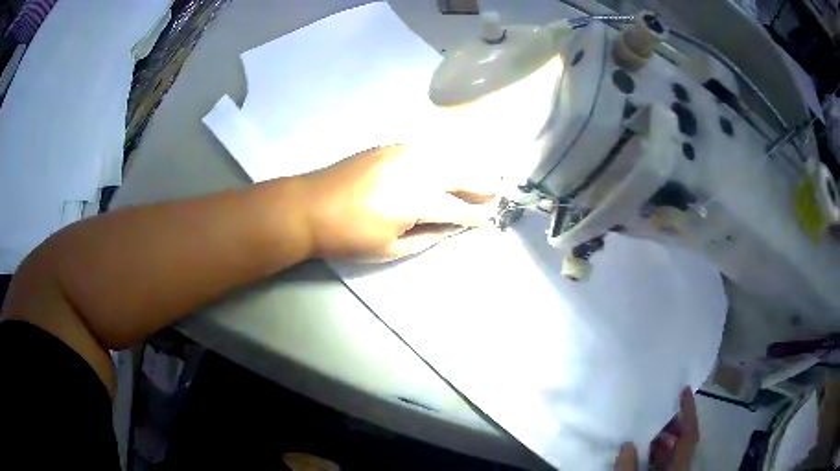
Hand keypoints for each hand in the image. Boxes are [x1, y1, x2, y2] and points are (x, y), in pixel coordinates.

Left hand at [301, 145, 495, 261]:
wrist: (310, 206)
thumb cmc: (348, 236)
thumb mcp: (390, 249)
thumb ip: (427, 237)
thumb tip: (451, 227)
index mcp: (417, 202)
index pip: (460, 208)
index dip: (477, 214)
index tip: (489, 217)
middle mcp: (417, 171)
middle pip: (461, 174)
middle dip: (481, 185)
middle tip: (492, 193)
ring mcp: (403, 153)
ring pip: (447, 156)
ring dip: (465, 167)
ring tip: (475, 179)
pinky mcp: (389, 145)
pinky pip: (426, 148)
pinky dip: (442, 156)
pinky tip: (444, 164)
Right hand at [614, 388, 698, 470]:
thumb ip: (629, 468)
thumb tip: (627, 444)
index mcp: (678, 467)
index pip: (689, 435)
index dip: (689, 412)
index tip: (684, 390)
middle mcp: (678, 467)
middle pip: (682, 440)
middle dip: (671, 424)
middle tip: (657, 409)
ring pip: (671, 451)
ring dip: (660, 438)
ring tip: (645, 429)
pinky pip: (661, 461)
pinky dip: (653, 452)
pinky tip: (639, 449)